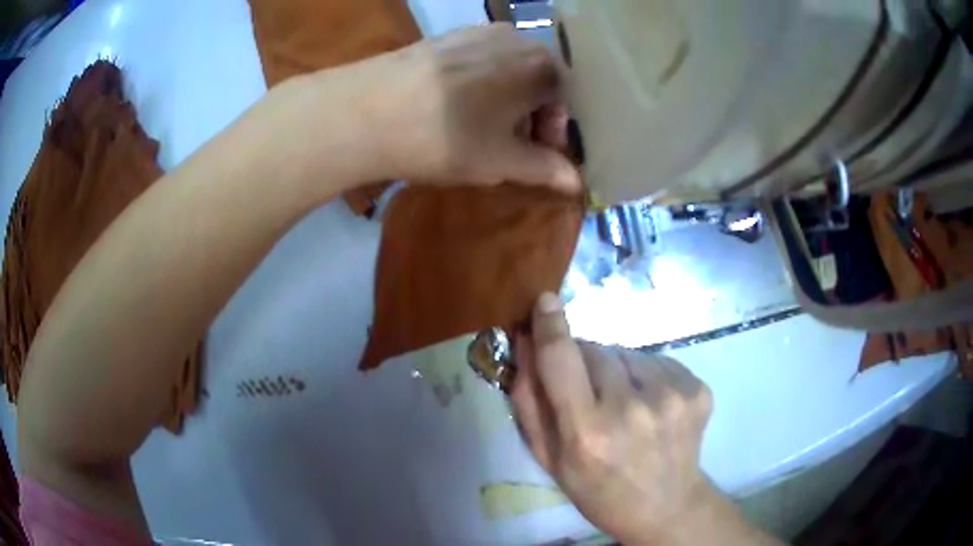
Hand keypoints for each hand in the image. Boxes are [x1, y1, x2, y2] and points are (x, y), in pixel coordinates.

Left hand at [347, 24, 580, 191]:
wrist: (367, 111)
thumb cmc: (447, 137)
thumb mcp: (503, 161)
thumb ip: (546, 168)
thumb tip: (578, 183)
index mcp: (541, 66)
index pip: (565, 101)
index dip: (554, 133)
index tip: (536, 156)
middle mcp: (516, 38)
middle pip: (538, 81)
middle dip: (530, 115)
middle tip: (507, 145)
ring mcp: (477, 32)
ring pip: (507, 70)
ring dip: (504, 100)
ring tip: (477, 127)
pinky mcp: (445, 36)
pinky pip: (478, 61)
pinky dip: (478, 84)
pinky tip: (453, 106)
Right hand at [511, 293, 716, 543]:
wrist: (667, 506)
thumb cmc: (598, 490)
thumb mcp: (549, 459)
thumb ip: (528, 401)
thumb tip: (524, 342)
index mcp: (588, 432)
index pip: (562, 359)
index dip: (550, 326)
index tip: (545, 301)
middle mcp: (632, 408)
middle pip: (595, 350)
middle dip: (583, 362)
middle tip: (588, 395)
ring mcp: (672, 395)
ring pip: (625, 353)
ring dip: (615, 369)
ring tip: (622, 404)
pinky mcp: (697, 388)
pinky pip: (655, 360)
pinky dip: (644, 374)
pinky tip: (648, 405)